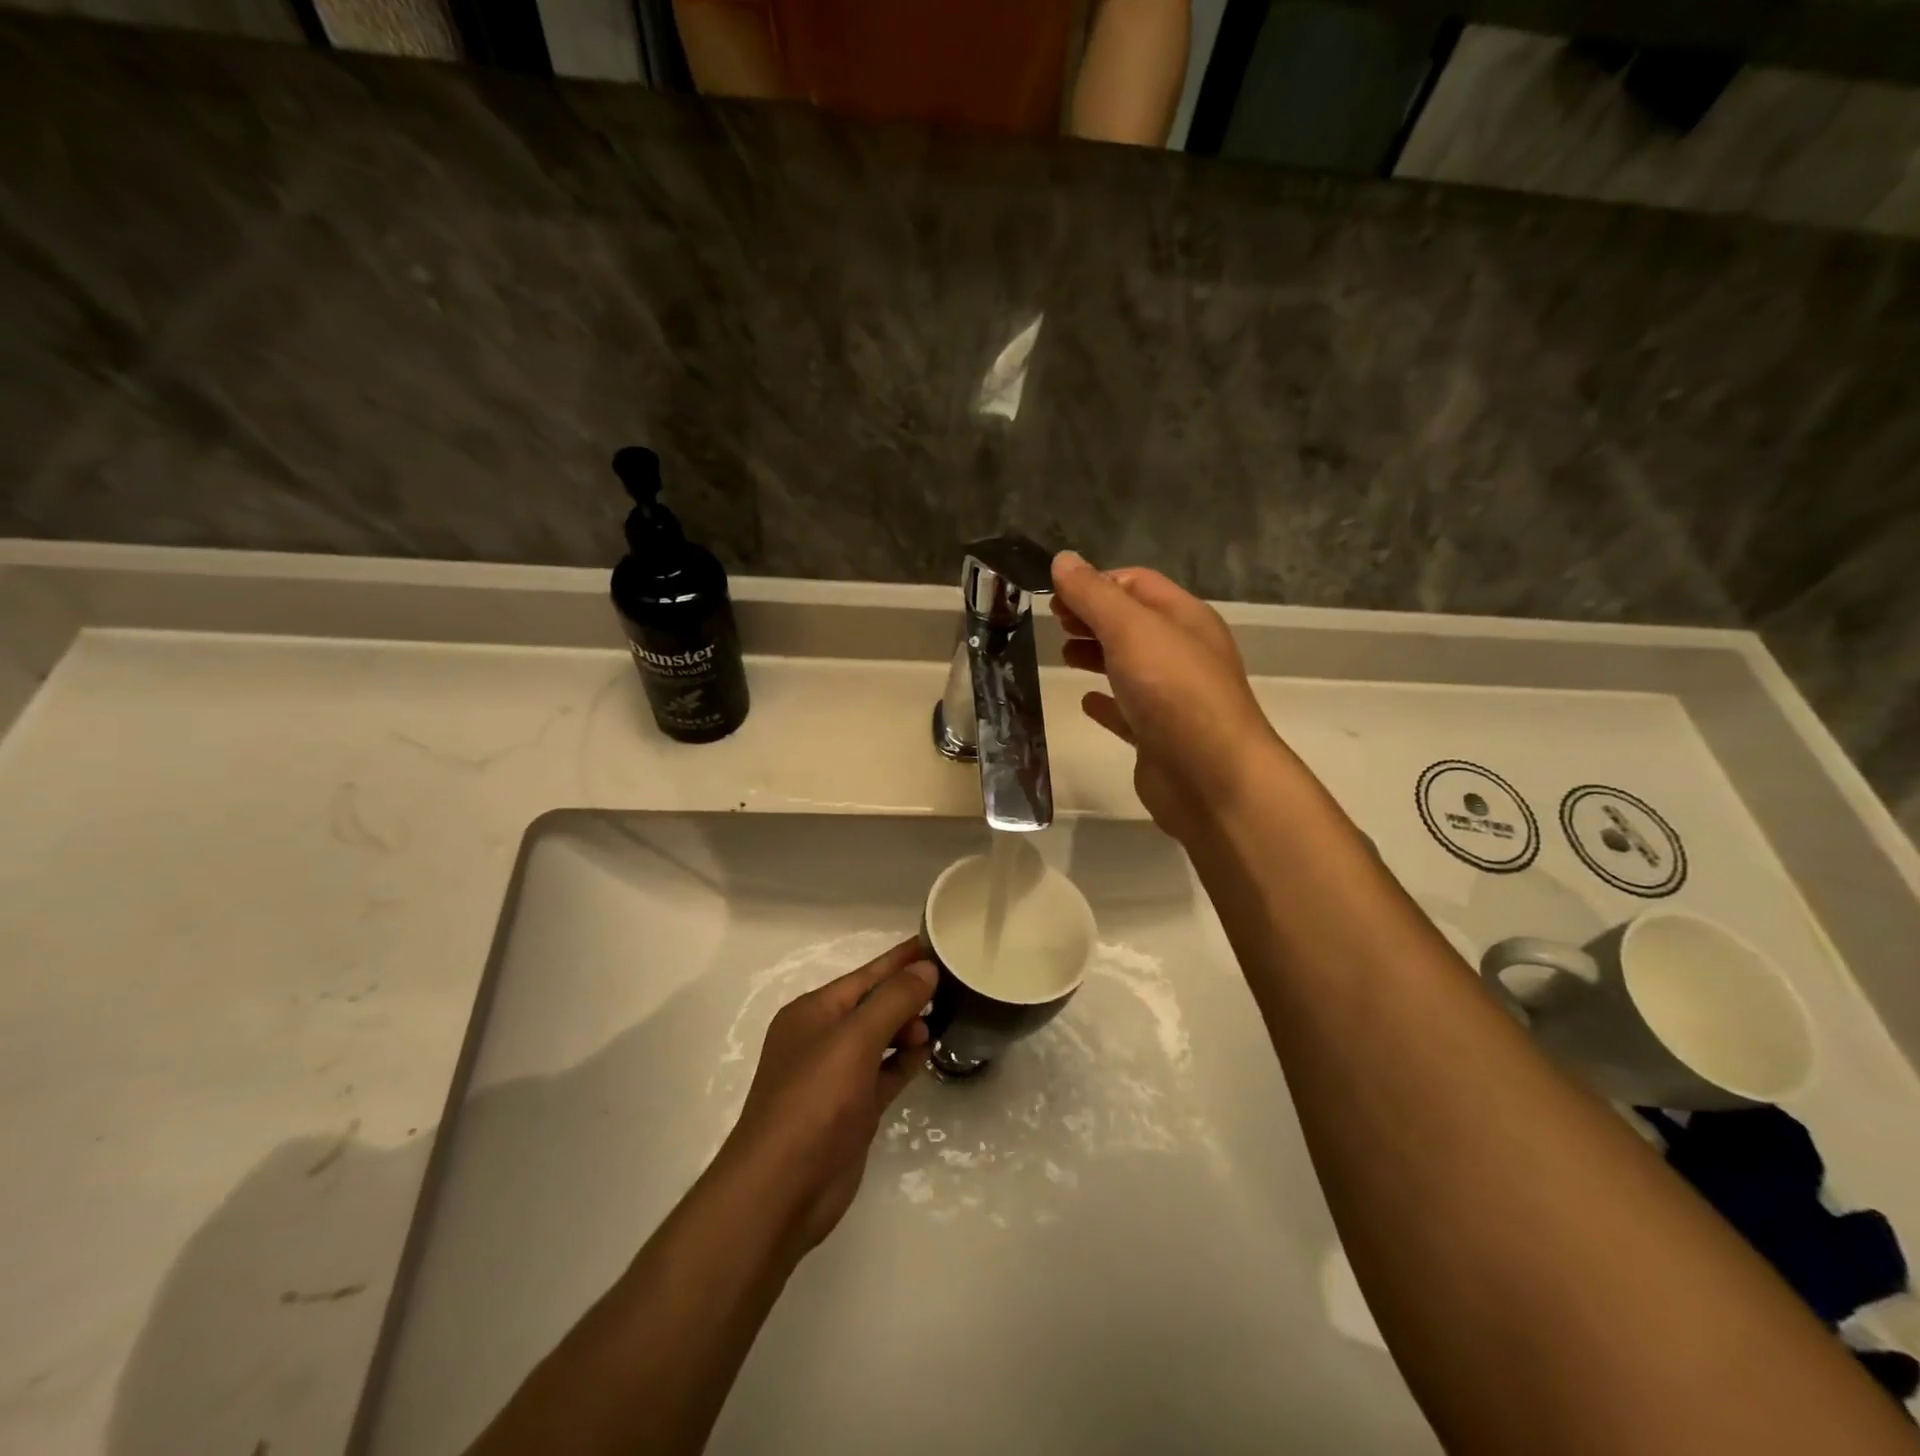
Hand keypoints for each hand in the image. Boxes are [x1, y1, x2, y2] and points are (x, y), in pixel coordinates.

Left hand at [719, 939, 935, 1250]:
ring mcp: (837, 1076)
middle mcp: (823, 1038)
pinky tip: (928, 1052)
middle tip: (951, 988)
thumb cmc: (814, 1101)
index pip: (866, 974)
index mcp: (814, 1012)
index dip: (901, 958)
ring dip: (909, 1027)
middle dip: (908, 994)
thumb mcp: (854, 1040)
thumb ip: (893, 1001)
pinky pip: (885, 1073)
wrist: (781, 1190)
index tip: (937, 942)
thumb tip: (926, 968)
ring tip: (944, 1018)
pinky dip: (904, 1061)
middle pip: (874, 1004)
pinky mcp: (852, 1110)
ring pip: (881, 1039)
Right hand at [1051, 551, 1284, 841]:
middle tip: (1054, 623)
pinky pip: (1129, 711)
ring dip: (1097, 655)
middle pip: (1132, 623)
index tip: (1056, 596)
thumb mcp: (1130, 630)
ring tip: (1063, 656)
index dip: (1096, 583)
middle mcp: (1183, 653)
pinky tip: (1086, 702)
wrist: (1211, 778)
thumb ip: (1094, 595)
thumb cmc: (1173, 692)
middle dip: (1092, 617)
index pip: (1137, 583)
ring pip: (1129, 665)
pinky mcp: (1160, 737)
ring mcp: (1173, 697)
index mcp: (1184, 618)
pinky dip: (1106, 702)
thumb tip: (1063, 559)